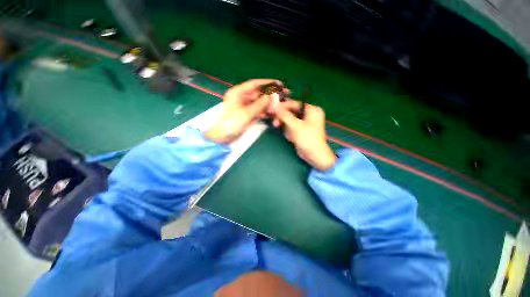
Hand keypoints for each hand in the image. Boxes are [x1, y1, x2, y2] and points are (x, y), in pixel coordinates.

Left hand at [205, 79, 280, 143]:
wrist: (223, 137)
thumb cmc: (232, 123)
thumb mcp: (247, 113)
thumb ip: (260, 104)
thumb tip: (272, 96)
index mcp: (238, 92)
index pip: (254, 84)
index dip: (267, 83)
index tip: (279, 84)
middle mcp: (242, 97)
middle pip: (259, 93)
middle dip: (271, 94)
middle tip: (284, 94)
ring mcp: (245, 106)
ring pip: (260, 102)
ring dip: (269, 103)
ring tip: (281, 104)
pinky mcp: (247, 113)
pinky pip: (258, 110)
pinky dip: (265, 111)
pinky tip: (273, 113)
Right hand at [273, 100, 336, 170]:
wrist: (315, 156)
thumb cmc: (308, 139)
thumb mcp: (295, 126)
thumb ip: (284, 115)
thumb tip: (274, 106)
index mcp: (312, 110)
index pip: (294, 104)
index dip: (282, 106)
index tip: (271, 110)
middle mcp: (309, 114)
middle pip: (291, 112)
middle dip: (283, 119)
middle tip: (275, 124)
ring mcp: (305, 123)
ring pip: (290, 120)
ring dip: (287, 127)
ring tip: (290, 135)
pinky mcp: (301, 130)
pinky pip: (291, 127)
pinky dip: (289, 132)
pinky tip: (293, 138)